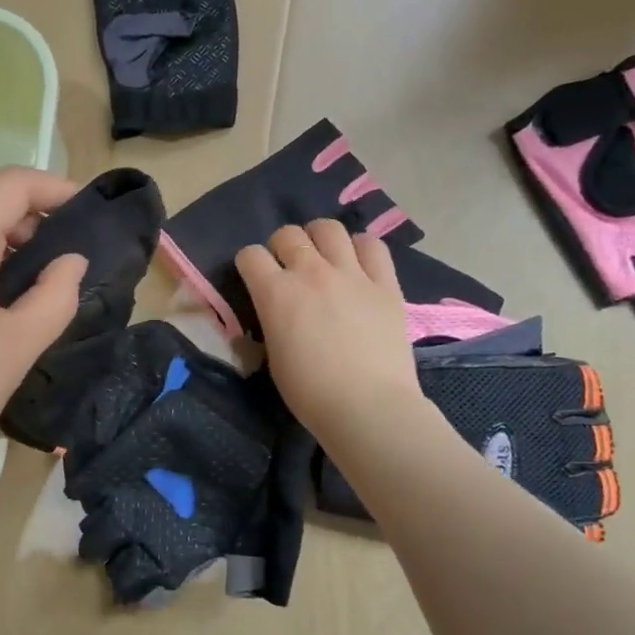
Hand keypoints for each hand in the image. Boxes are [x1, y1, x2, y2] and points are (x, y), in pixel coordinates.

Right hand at [235, 221, 422, 448]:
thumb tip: (272, 313)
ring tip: (323, 257)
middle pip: (288, 234)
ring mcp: (351, 274)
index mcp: (276, 293)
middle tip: (289, 268)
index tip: (255, 278)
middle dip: (282, 247)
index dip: (249, 264)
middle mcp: (311, 272)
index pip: (250, 255)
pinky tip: (358, 264)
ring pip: (329, 228)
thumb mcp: (273, 356)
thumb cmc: (310, 392)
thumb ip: (270, 322)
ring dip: (319, 239)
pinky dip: (361, 248)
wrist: (367, 406)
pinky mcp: (385, 283)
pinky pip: (372, 246)